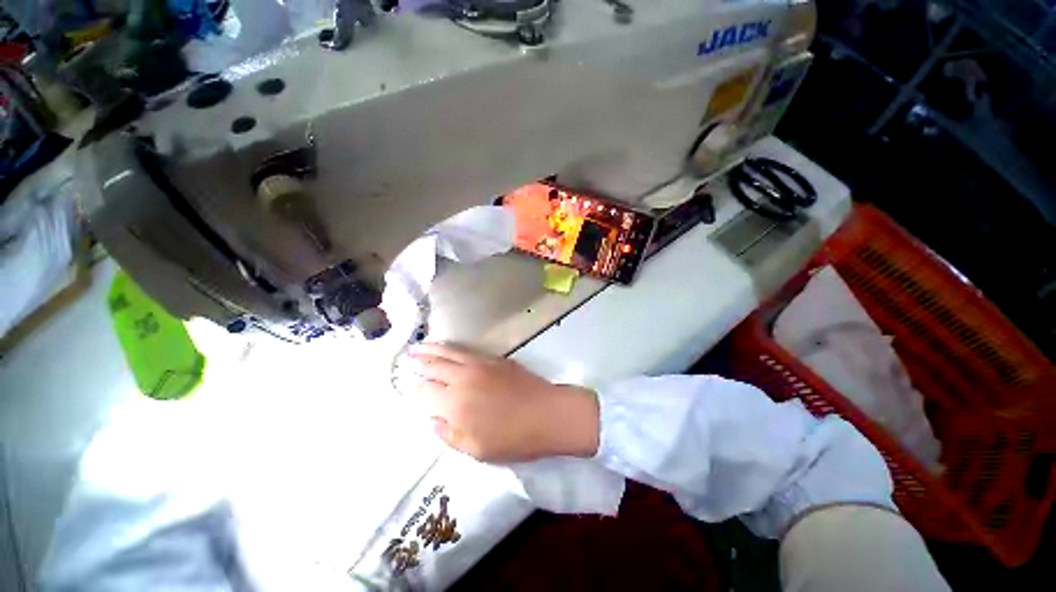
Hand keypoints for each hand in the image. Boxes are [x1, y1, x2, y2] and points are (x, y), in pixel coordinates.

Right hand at [405, 343, 599, 462]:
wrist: (547, 414)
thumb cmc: (513, 439)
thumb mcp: (476, 450)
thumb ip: (448, 434)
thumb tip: (431, 419)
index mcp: (454, 405)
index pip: (424, 392)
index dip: (413, 388)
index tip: (405, 384)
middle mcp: (462, 379)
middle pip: (434, 366)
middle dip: (418, 361)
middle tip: (405, 356)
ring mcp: (479, 365)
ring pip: (449, 353)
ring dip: (432, 348)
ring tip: (418, 346)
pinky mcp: (494, 359)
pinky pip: (467, 350)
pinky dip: (452, 347)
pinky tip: (449, 348)